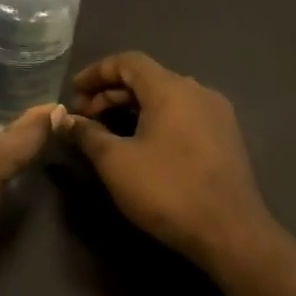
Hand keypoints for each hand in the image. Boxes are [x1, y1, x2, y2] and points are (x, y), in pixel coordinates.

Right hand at [54, 51, 277, 270]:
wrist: (231, 233)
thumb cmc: (167, 190)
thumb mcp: (115, 162)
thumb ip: (87, 134)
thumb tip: (64, 119)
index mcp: (171, 89)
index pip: (128, 61)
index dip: (96, 72)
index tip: (73, 91)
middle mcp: (197, 91)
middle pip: (147, 78)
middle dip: (110, 93)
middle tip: (83, 116)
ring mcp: (216, 114)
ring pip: (166, 97)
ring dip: (132, 107)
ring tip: (106, 131)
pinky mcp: (225, 138)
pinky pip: (183, 114)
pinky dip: (155, 119)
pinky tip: (140, 143)